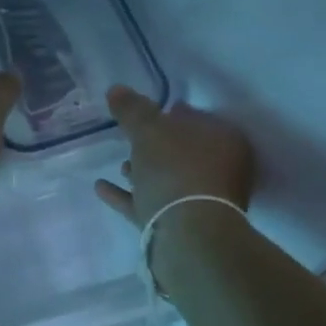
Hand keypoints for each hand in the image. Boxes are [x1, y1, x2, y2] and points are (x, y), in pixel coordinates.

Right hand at [95, 85, 255, 227]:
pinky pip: (151, 204)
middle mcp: (221, 171)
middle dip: (155, 146)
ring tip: (119, 165)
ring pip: (169, 180)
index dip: (171, 112)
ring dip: (144, 172)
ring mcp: (202, 203)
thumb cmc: (175, 170)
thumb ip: (132, 109)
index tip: (145, 111)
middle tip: (130, 137)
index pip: (196, 118)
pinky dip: (128, 196)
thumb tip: (116, 89)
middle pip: (183, 152)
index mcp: (224, 141)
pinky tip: (101, 187)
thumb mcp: (148, 130)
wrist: (187, 236)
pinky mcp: (182, 228)